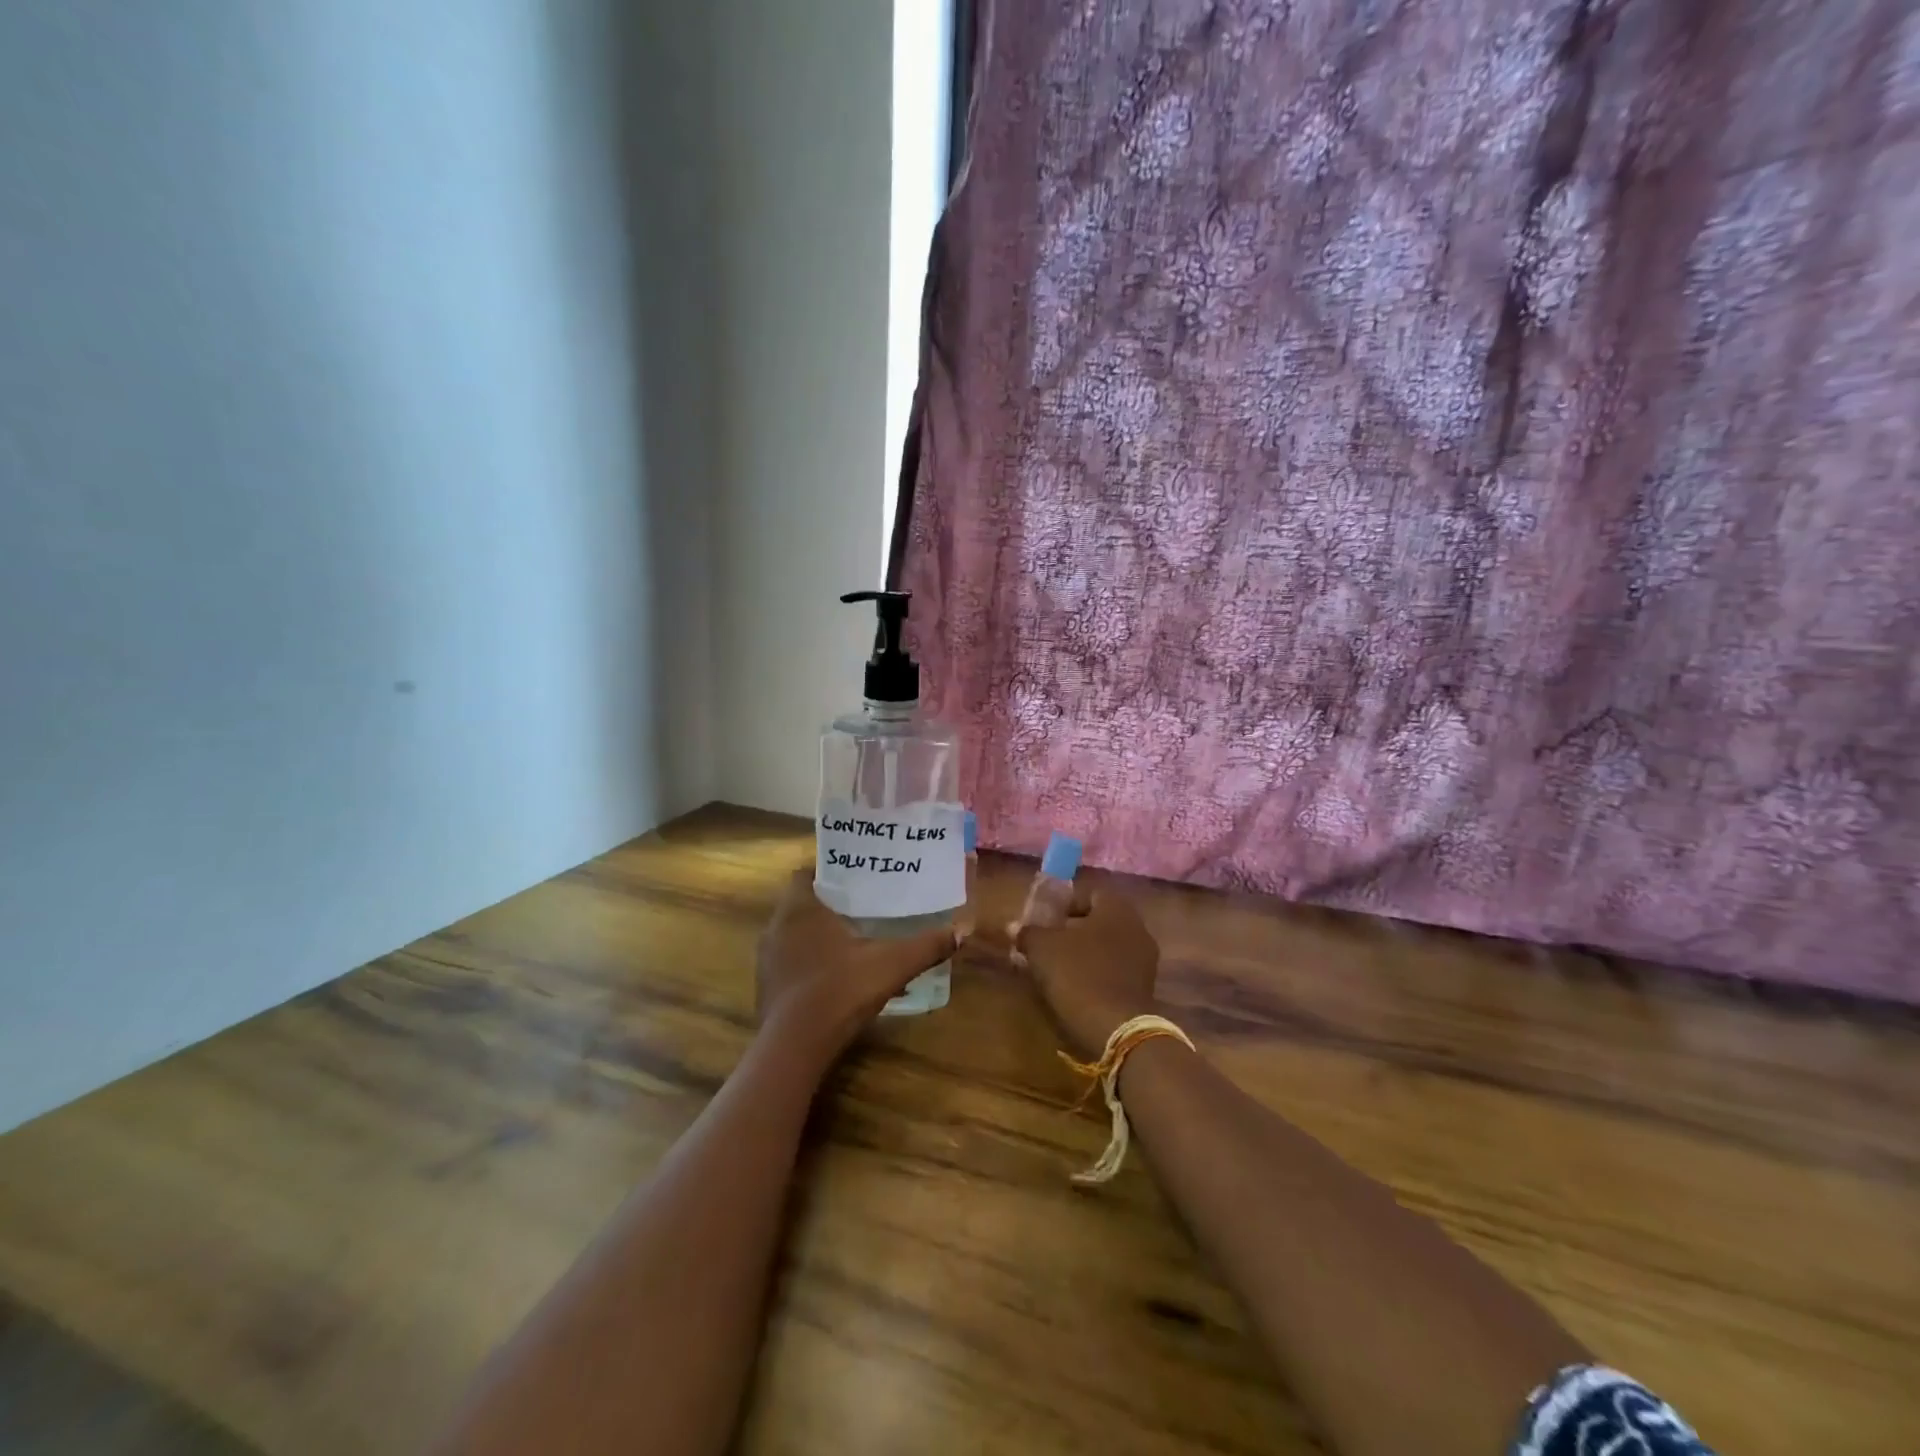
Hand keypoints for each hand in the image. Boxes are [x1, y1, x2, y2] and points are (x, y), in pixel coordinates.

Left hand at [756, 870, 957, 1060]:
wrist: (794, 1047)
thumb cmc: (839, 990)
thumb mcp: (891, 965)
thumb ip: (925, 946)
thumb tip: (961, 932)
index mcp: (800, 909)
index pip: (804, 873)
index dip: (828, 872)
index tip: (855, 877)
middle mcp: (777, 927)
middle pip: (802, 903)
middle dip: (830, 903)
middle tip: (864, 905)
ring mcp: (768, 959)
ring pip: (795, 934)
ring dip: (819, 934)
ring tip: (854, 938)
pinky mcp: (767, 987)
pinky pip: (791, 962)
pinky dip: (811, 962)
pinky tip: (838, 976)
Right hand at [1014, 888, 1160, 1058]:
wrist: (1116, 1030)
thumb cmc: (1078, 974)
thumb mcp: (1042, 949)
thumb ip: (1028, 933)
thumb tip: (1014, 927)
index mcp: (1116, 909)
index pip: (1090, 894)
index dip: (1065, 904)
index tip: (1045, 921)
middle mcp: (1137, 928)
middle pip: (1100, 921)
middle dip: (1074, 931)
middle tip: (1048, 943)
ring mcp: (1145, 960)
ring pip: (1108, 947)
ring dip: (1085, 954)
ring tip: (1058, 969)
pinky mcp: (1144, 989)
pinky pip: (1116, 971)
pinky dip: (1097, 974)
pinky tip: (1077, 988)